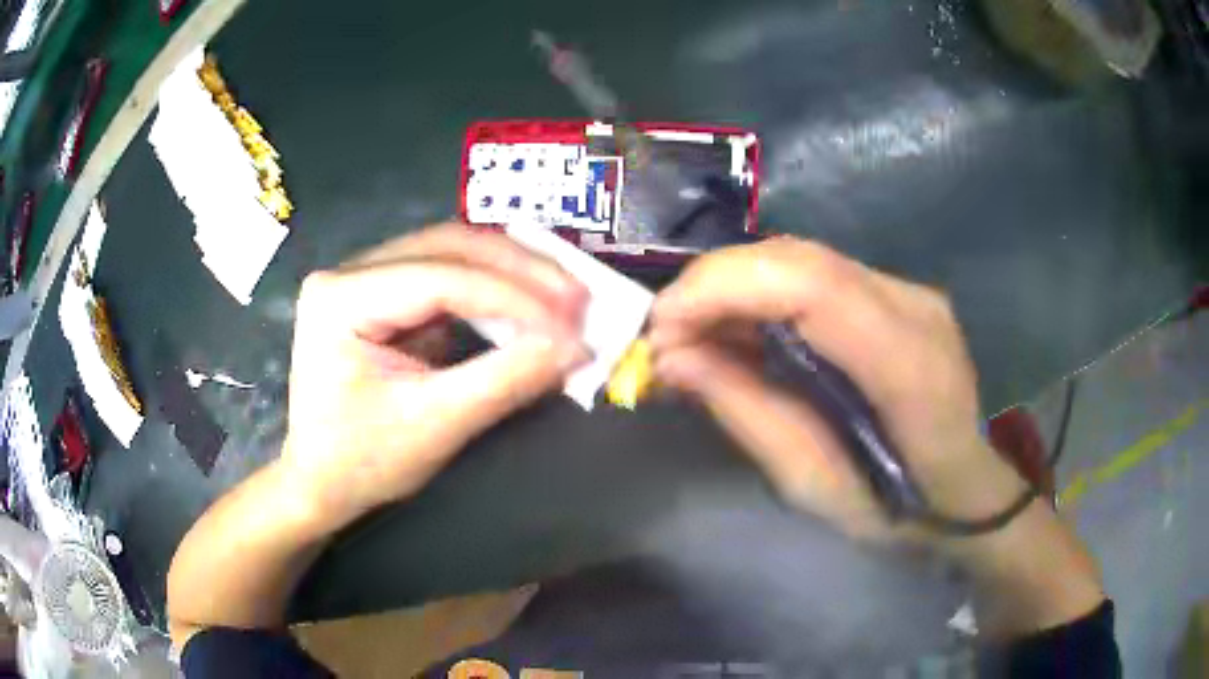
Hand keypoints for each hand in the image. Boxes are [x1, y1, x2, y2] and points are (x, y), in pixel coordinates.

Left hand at [280, 224, 589, 527]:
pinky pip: (450, 275)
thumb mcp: (434, 426)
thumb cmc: (362, 463)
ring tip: (565, 297)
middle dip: (520, 271)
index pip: (440, 278)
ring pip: (453, 252)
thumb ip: (504, 381)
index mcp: (340, 297)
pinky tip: (530, 303)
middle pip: (448, 246)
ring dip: (513, 272)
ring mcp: (366, 277)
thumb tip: (575, 348)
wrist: (320, 483)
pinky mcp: (385, 294)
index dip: (514, 299)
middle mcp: (349, 271)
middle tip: (579, 298)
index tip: (572, 327)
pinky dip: (495, 289)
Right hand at [650, 237, 1027, 541]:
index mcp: (908, 364)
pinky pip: (815, 276)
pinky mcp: (895, 293)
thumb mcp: (815, 486)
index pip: (810, 284)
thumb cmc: (899, 509)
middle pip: (799, 257)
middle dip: (714, 283)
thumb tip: (672, 358)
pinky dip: (761, 294)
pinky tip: (735, 328)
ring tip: (688, 334)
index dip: (723, 287)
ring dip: (733, 286)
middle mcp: (912, 305)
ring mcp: (908, 291)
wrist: (967, 490)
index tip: (660, 327)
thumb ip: (748, 414)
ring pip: (802, 258)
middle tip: (663, 333)